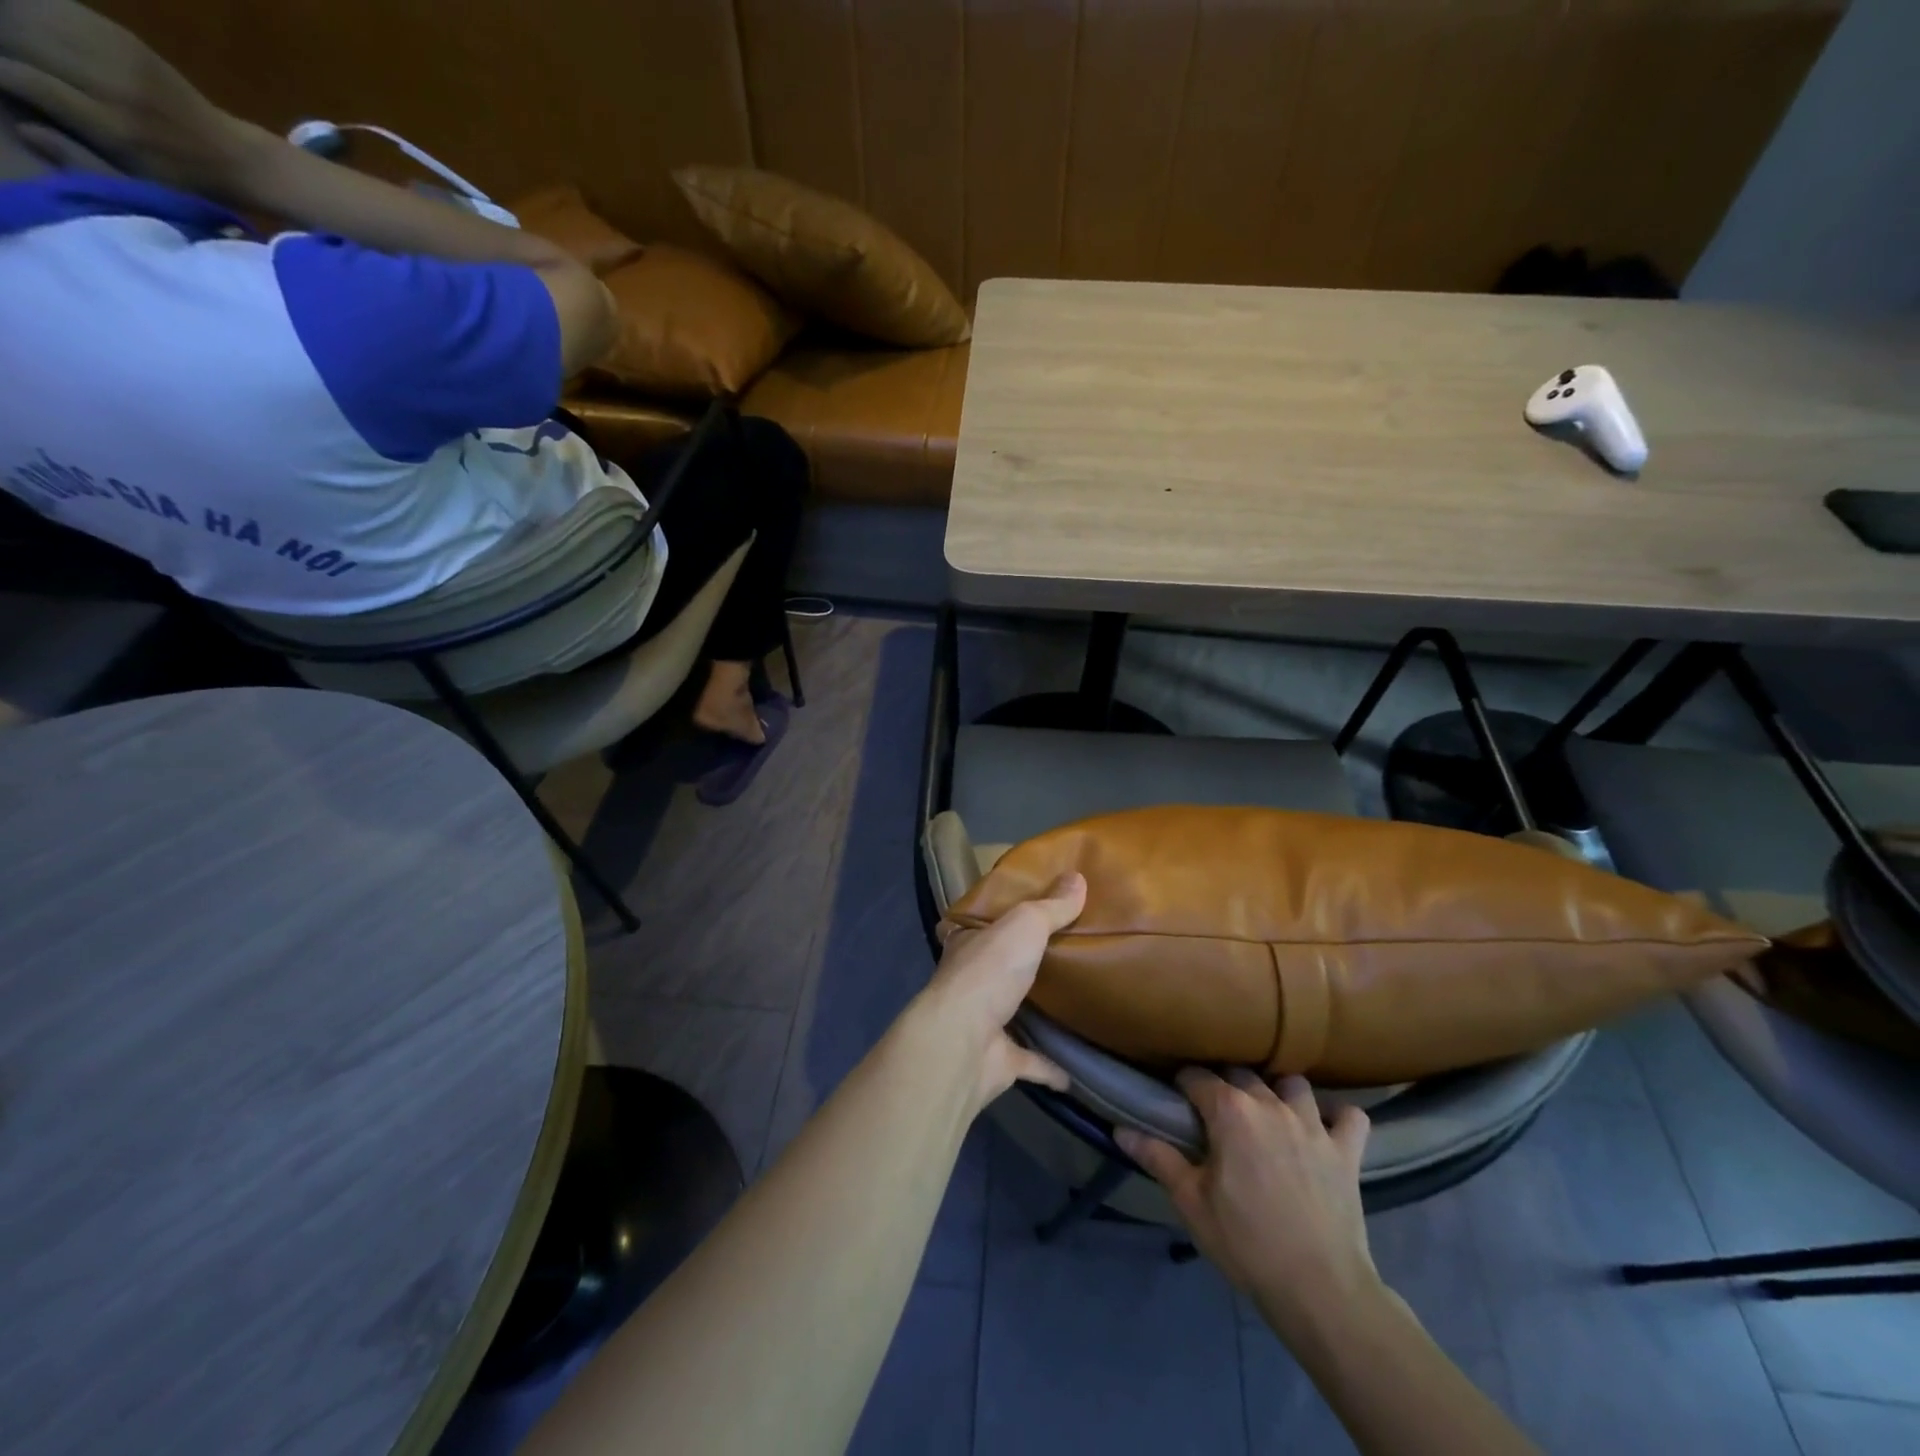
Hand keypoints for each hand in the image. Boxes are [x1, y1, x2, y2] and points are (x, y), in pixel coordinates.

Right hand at [0, 0, 258, 193]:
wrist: (238, 158)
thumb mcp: (139, 185)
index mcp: (114, 128)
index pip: (24, 79)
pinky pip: (59, 7)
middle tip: (1, 54)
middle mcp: (113, 87)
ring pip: (32, 14)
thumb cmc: (184, 181)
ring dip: (8, 18)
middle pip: (20, 37)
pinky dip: (31, 7)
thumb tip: (22, 128)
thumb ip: (80, 160)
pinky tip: (23, 19)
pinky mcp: (126, 40)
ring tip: (6, 34)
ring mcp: (121, 58)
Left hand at [925, 872, 1085, 1110]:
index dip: (997, 917)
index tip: (1025, 913)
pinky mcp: (998, 1061)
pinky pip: (1030, 1062)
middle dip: (1021, 962)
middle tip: (1064, 953)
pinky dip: (1050, 1067)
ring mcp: (982, 1023)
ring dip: (1034, 1011)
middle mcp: (969, 981)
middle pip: (998, 967)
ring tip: (1073, 1001)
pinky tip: (1076, 1071)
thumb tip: (1078, 877)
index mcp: (967, 944)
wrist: (963, 1043)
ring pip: (1011, 1012)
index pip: (978, 924)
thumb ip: (1051, 906)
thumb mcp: (1024, 925)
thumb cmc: (988, 972)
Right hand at [1118, 1070, 1378, 1336]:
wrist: (1320, 1290)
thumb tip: (1119, 1129)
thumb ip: (1157, 1158)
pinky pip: (1350, 1116)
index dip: (1183, 1084)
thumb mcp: (1191, 1203)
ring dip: (1279, 1092)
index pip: (1197, 1077)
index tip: (1177, 1100)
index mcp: (1229, 1111)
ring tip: (1270, 1114)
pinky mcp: (1347, 1150)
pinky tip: (1326, 1128)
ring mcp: (1313, 1124)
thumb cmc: (1246, 1243)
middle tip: (1217, 1113)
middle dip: (1225, 1084)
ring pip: (1293, 1084)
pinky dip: (1338, 1117)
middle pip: (1241, 1073)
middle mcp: (1270, 1104)